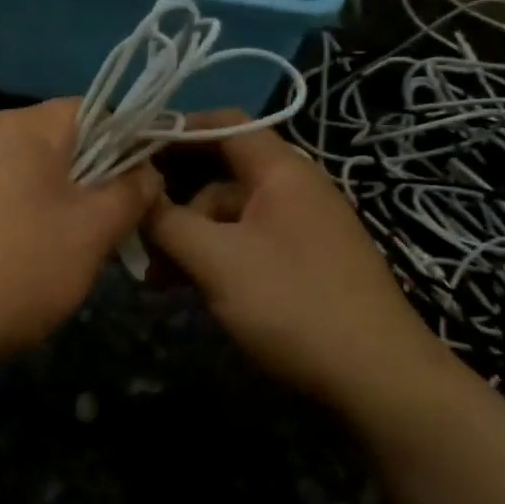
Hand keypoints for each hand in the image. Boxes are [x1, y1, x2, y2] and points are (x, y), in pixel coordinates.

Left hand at [0, 99, 160, 360]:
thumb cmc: (19, 267)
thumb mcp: (92, 230)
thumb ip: (130, 193)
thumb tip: (147, 172)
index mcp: (26, 126)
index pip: (98, 111)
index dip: (134, 142)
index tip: (152, 185)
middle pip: (70, 144)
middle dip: (104, 181)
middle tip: (123, 226)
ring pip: (43, 177)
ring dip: (74, 206)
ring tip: (86, 251)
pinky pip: (15, 200)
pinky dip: (40, 221)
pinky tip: (43, 262)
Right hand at [144, 120, 447, 410]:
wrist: (377, 379)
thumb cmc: (293, 304)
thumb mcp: (218, 260)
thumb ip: (168, 222)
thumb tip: (134, 196)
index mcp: (281, 171)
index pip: (223, 124)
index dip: (174, 130)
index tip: (128, 154)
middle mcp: (292, 189)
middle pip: (219, 173)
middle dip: (172, 199)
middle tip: (132, 230)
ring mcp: (298, 228)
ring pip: (227, 216)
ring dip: (187, 237)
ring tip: (154, 277)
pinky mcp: (300, 264)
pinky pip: (244, 245)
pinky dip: (212, 259)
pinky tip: (186, 289)